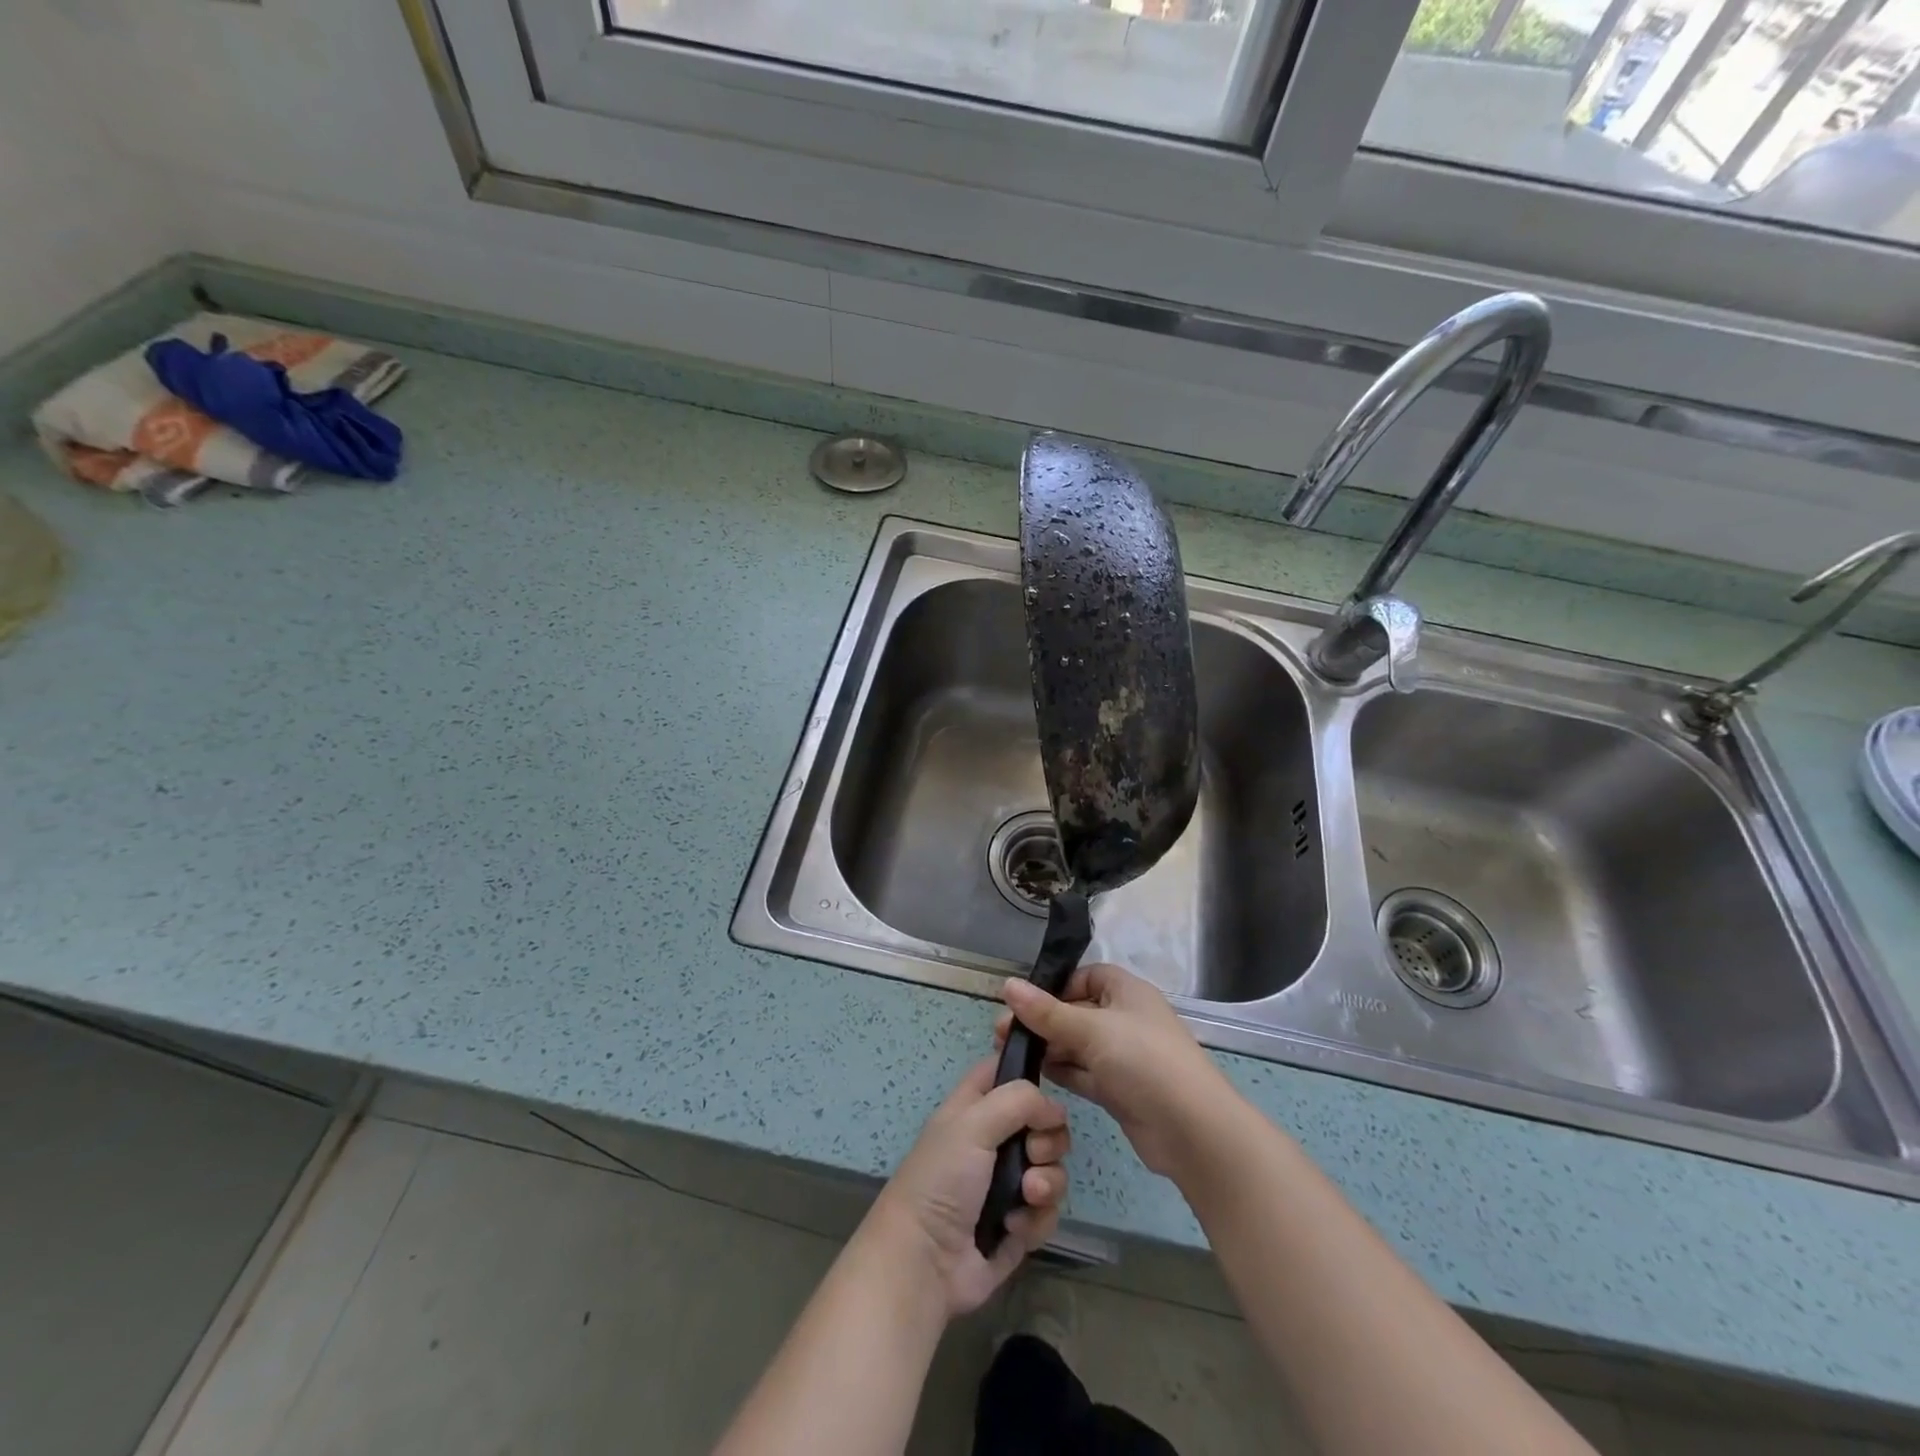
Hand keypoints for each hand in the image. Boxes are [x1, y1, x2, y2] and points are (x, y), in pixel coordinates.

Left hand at [862, 1058, 1069, 1318]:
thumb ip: (1017, 1101)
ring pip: (1051, 1169)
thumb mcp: (972, 1124)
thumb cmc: (942, 1180)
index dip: (1026, 1074)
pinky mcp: (1018, 1227)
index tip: (1043, 1091)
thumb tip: (1054, 1109)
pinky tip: (1014, 1227)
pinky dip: (1036, 1219)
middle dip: (1049, 1139)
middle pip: (1043, 1125)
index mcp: (975, 1109)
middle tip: (1033, 1152)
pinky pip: (1047, 1213)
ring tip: (1027, 1195)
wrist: (925, 1262)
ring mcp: (1007, 1186)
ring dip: (1046, 1182)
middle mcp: (993, 1142)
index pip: (1004, 1072)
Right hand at [995, 963, 1237, 1178]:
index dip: (1058, 985)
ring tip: (1009, 1054)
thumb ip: (1047, 1012)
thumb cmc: (1143, 1061)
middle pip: (1077, 1011)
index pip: (1087, 976)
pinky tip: (1034, 1074)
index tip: (1026, 1001)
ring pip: (1077, 1044)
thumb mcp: (1091, 1029)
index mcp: (1127, 992)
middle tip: (1002, 1033)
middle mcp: (1125, 1019)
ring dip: (1048, 1047)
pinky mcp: (1119, 1090)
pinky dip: (1062, 1071)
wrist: (1191, 1131)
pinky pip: (1083, 1072)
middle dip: (1042, 1020)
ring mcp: (1123, 1056)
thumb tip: (1007, 985)